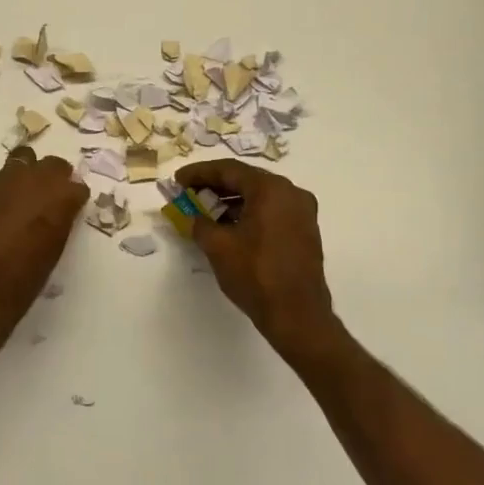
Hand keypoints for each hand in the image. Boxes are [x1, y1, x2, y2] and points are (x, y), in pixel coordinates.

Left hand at [0, 146, 88, 326]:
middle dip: (56, 177)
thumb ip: (58, 223)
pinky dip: (2, 193)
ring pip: (21, 161)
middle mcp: (31, 183)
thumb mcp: (53, 252)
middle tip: (53, 196)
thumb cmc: (23, 282)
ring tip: (25, 196)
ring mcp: (1, 185)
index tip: (73, 206)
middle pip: (52, 165)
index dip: (75, 196)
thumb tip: (58, 213)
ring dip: (27, 175)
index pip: (76, 185)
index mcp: (58, 199)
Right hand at [176, 159, 337, 349]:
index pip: (229, 170)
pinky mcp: (304, 231)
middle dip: (215, 185)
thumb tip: (192, 217)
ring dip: (231, 201)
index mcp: (271, 189)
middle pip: (246, 180)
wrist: (297, 314)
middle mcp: (291, 193)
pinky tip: (228, 226)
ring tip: (204, 211)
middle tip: (189, 193)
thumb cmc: (256, 275)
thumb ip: (199, 223)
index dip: (199, 173)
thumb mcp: (218, 247)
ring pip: (260, 196)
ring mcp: (302, 212)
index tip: (178, 180)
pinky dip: (249, 213)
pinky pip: (271, 211)